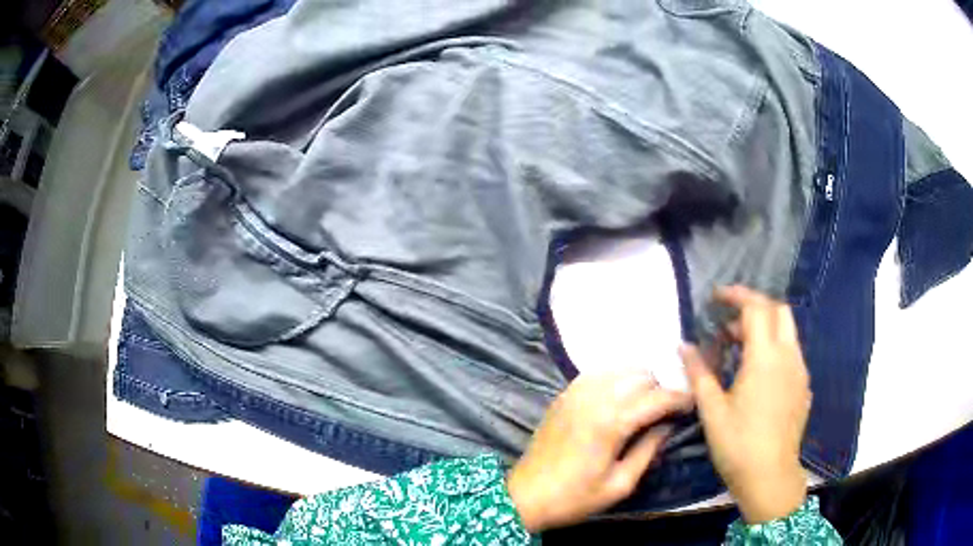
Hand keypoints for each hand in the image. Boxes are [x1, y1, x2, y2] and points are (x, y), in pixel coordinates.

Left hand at [507, 371, 692, 531]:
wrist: (525, 496)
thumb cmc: (574, 497)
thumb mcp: (619, 484)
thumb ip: (648, 450)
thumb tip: (667, 425)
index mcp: (610, 423)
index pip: (657, 398)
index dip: (680, 398)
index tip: (692, 404)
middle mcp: (594, 398)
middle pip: (641, 376)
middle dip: (661, 388)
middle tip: (668, 408)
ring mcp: (575, 393)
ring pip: (620, 369)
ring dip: (639, 380)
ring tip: (647, 402)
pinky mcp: (563, 395)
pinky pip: (597, 373)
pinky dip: (616, 378)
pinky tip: (621, 395)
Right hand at [680, 286, 810, 523]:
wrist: (770, 476)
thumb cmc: (738, 444)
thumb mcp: (712, 410)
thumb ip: (699, 373)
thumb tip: (683, 347)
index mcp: (765, 357)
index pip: (756, 308)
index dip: (736, 295)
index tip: (716, 296)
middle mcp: (788, 356)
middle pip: (779, 310)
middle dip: (755, 306)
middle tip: (730, 321)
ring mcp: (800, 371)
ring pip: (788, 331)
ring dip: (765, 327)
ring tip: (739, 346)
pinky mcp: (803, 386)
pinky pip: (791, 353)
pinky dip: (775, 347)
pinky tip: (758, 373)